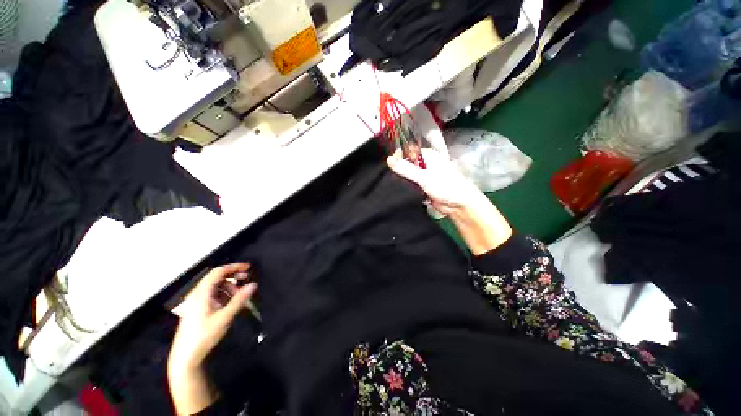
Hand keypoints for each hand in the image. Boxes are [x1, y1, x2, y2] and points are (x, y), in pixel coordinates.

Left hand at [168, 263, 256, 414]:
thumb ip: (240, 299)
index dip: (234, 267)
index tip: (249, 267)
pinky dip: (224, 294)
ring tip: (240, 295)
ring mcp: (196, 301)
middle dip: (233, 276)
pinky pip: (213, 294)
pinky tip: (230, 303)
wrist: (186, 357)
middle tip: (247, 278)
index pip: (219, 271)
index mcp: (202, 293)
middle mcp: (197, 294)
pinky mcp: (197, 308)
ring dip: (229, 287)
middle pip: (217, 277)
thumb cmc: (204, 335)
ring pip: (215, 286)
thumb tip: (253, 285)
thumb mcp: (225, 317)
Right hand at [387, 148, 512, 254]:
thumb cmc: (445, 186)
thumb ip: (406, 169)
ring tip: (395, 185)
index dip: (398, 157)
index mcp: (428, 155)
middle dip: (399, 171)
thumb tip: (388, 160)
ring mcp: (424, 176)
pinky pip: (411, 185)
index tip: (391, 166)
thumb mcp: (424, 177)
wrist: (459, 205)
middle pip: (407, 164)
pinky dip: (407, 188)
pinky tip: (401, 191)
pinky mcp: (423, 187)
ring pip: (408, 176)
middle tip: (392, 178)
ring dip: (403, 181)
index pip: (407, 151)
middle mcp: (425, 164)